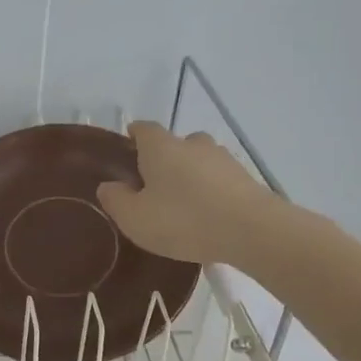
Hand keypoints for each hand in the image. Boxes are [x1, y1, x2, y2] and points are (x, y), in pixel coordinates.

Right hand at [96, 121, 277, 264]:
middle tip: (154, 185)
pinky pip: (219, 180)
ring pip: (199, 161)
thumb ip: (116, 200)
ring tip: (182, 203)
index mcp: (161, 148)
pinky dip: (210, 191)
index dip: (134, 135)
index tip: (127, 145)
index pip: (144, 129)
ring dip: (190, 175)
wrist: (252, 231)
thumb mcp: (135, 218)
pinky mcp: (246, 179)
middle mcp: (193, 144)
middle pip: (174, 144)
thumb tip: (108, 186)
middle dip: (164, 159)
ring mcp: (223, 160)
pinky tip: (207, 215)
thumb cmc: (183, 220)